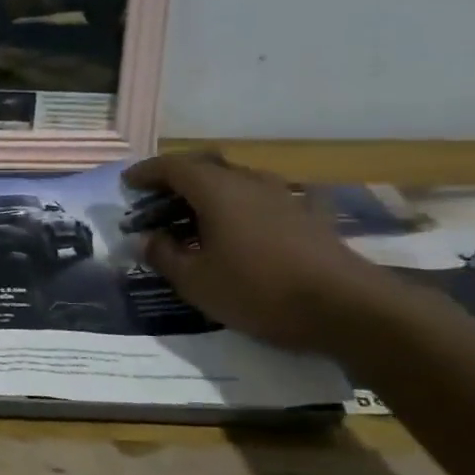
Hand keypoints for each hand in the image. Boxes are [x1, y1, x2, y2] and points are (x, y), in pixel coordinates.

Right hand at [123, 153, 399, 353]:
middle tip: (155, 203)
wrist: (348, 308)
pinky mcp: (308, 216)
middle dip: (175, 182)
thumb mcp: (195, 281)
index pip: (172, 167)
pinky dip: (240, 209)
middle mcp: (249, 182)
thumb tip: (146, 239)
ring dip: (208, 195)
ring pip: (235, 183)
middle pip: (205, 168)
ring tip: (191, 221)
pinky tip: (239, 232)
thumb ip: (163, 255)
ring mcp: (284, 197)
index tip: (127, 185)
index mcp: (217, 190)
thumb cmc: (259, 290)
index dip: (146, 173)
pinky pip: (262, 201)